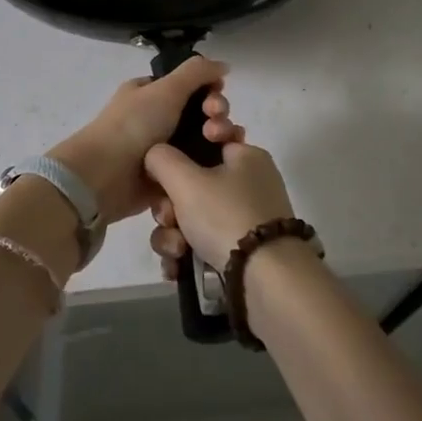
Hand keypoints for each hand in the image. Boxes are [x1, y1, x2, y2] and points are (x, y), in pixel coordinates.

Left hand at [50, 58, 240, 227]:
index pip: (191, 87)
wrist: (106, 176)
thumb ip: (197, 72)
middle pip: (201, 113)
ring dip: (220, 139)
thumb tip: (223, 65)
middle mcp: (157, 119)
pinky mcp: (170, 177)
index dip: (210, 90)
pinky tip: (224, 167)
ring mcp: (164, 149)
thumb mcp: (166, 88)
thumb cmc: (134, 126)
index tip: (217, 96)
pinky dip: (212, 166)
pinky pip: (198, 168)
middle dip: (217, 116)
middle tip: (216, 125)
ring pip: (204, 141)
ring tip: (220, 145)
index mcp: (152, 93)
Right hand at [144, 116, 296, 276]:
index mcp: (246, 157)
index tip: (167, 172)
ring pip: (193, 218)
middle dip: (169, 207)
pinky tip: (177, 267)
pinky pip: (203, 244)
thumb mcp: (186, 180)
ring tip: (176, 251)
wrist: (266, 279)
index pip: (206, 140)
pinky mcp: (242, 252)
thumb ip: (161, 159)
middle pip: (192, 185)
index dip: (180, 153)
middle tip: (169, 219)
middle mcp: (249, 184)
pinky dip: (186, 255)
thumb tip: (154, 156)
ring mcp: (246, 220)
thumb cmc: (226, 216)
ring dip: (173, 235)